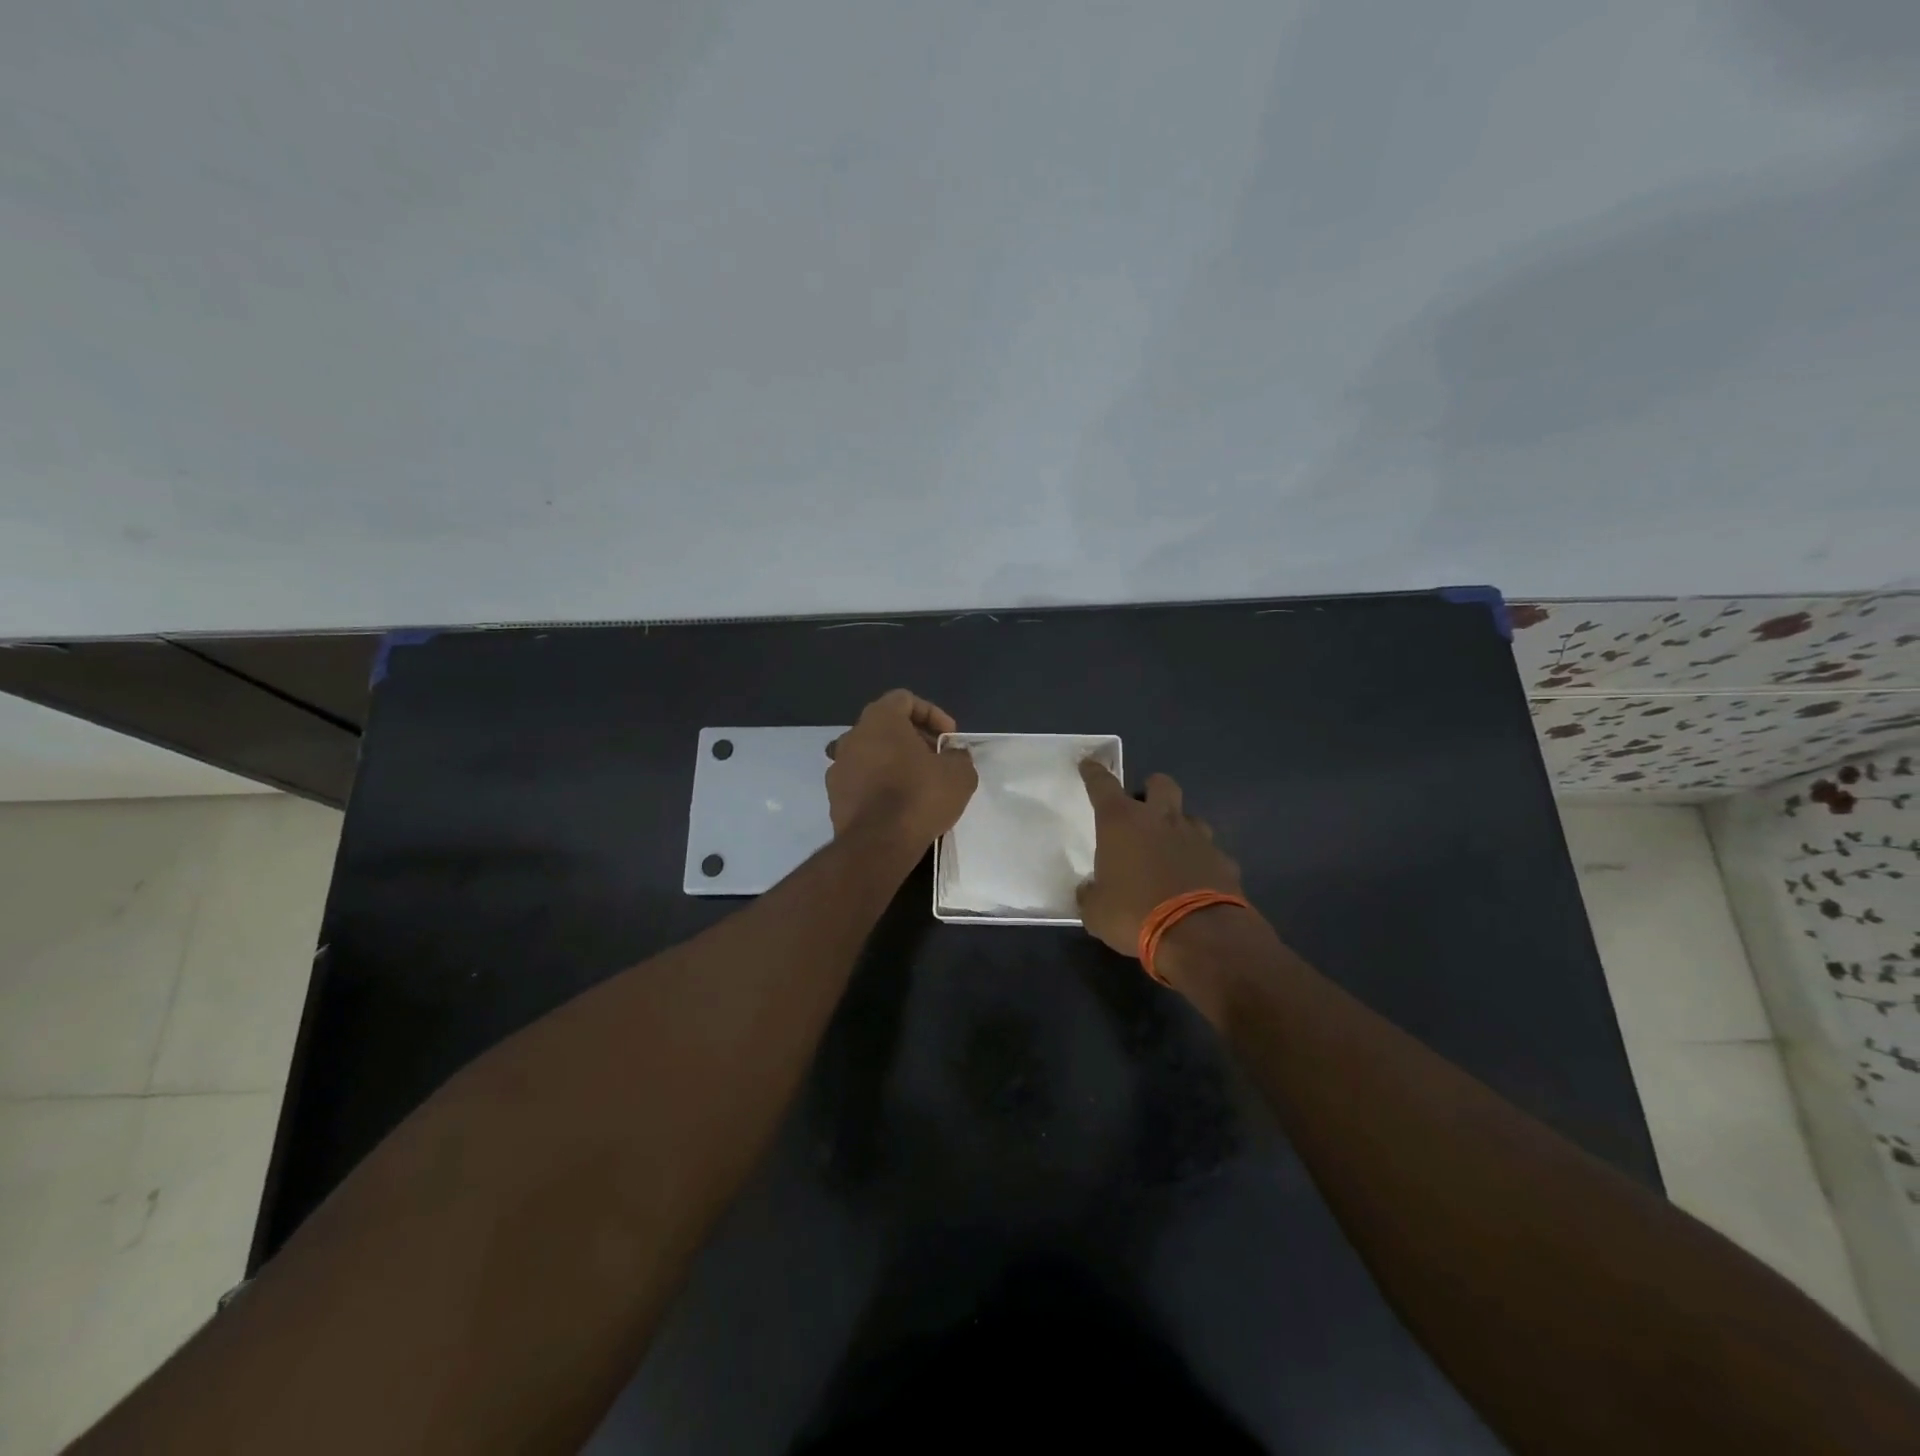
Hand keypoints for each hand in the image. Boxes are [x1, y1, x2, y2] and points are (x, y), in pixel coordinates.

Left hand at [826, 690, 977, 847]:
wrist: (878, 844)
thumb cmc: (919, 797)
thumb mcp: (959, 774)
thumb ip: (958, 755)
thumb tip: (953, 754)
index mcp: (880, 720)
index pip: (905, 699)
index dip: (932, 714)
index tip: (948, 738)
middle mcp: (852, 736)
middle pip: (886, 727)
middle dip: (914, 739)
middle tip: (936, 760)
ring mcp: (838, 767)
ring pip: (871, 754)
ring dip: (894, 762)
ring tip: (917, 784)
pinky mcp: (834, 796)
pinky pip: (861, 780)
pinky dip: (879, 785)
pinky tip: (898, 806)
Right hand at [1076, 761, 1243, 957]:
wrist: (1199, 935)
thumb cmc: (1134, 914)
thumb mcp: (1096, 912)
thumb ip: (1090, 895)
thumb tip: (1090, 891)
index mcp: (1122, 823)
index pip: (1103, 785)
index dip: (1094, 773)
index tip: (1089, 764)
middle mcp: (1160, 820)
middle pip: (1160, 784)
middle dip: (1151, 789)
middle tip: (1143, 807)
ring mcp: (1197, 838)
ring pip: (1189, 817)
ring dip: (1178, 827)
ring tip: (1170, 849)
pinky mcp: (1223, 860)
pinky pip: (1210, 853)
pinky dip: (1200, 862)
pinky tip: (1195, 881)